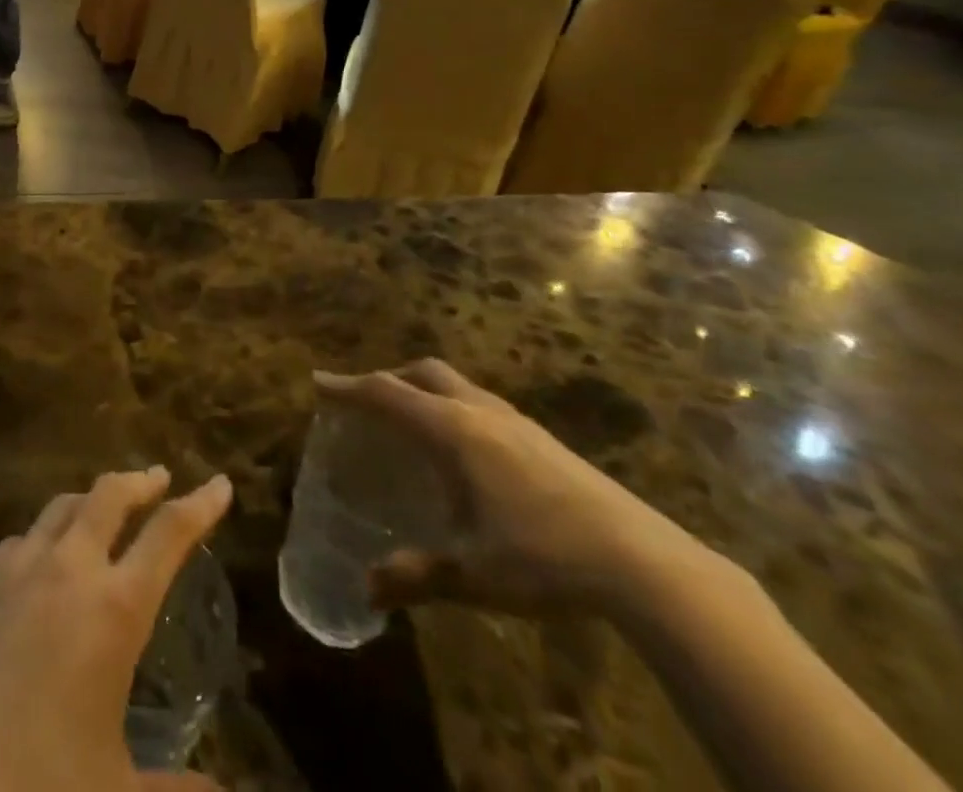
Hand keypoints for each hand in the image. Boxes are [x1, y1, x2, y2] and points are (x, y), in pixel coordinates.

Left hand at [0, 467, 231, 791]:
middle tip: (158, 480)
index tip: (219, 484)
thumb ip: (177, 790)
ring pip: (60, 508)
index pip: (170, 535)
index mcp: (114, 610)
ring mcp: (12, 570)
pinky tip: (37, 563)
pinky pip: (16, 542)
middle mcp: (66, 570)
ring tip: (100, 512)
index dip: (200, 506)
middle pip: (110, 496)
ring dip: (89, 503)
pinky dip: (41, 540)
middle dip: (140, 482)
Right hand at [313, 361, 703, 619]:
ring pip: (455, 384)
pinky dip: (452, 406)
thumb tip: (367, 589)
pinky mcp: (541, 437)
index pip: (387, 395)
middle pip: (422, 373)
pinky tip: (464, 451)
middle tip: (365, 401)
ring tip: (410, 422)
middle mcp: (479, 412)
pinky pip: (479, 402)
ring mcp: (515, 420)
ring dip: (423, 390)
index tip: (318, 382)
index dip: (348, 388)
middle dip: (388, 379)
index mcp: (453, 431)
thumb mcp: (473, 574)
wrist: (645, 562)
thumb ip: (417, 576)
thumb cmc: (545, 559)